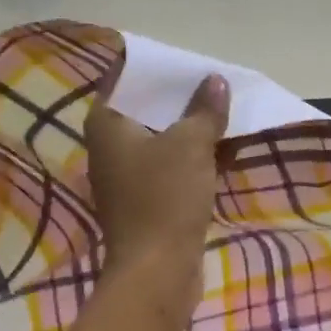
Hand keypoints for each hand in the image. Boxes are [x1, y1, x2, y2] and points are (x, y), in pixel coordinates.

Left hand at [86, 74, 230, 292]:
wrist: (157, 271)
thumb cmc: (165, 198)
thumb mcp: (190, 145)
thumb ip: (204, 110)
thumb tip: (215, 81)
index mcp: (106, 124)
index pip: (123, 78)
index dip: (152, 66)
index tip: (183, 58)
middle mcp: (108, 146)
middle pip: (144, 109)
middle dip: (178, 97)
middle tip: (211, 81)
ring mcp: (126, 177)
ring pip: (160, 139)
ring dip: (189, 129)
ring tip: (223, 110)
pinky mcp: (145, 202)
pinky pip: (169, 166)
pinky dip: (191, 157)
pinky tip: (222, 150)